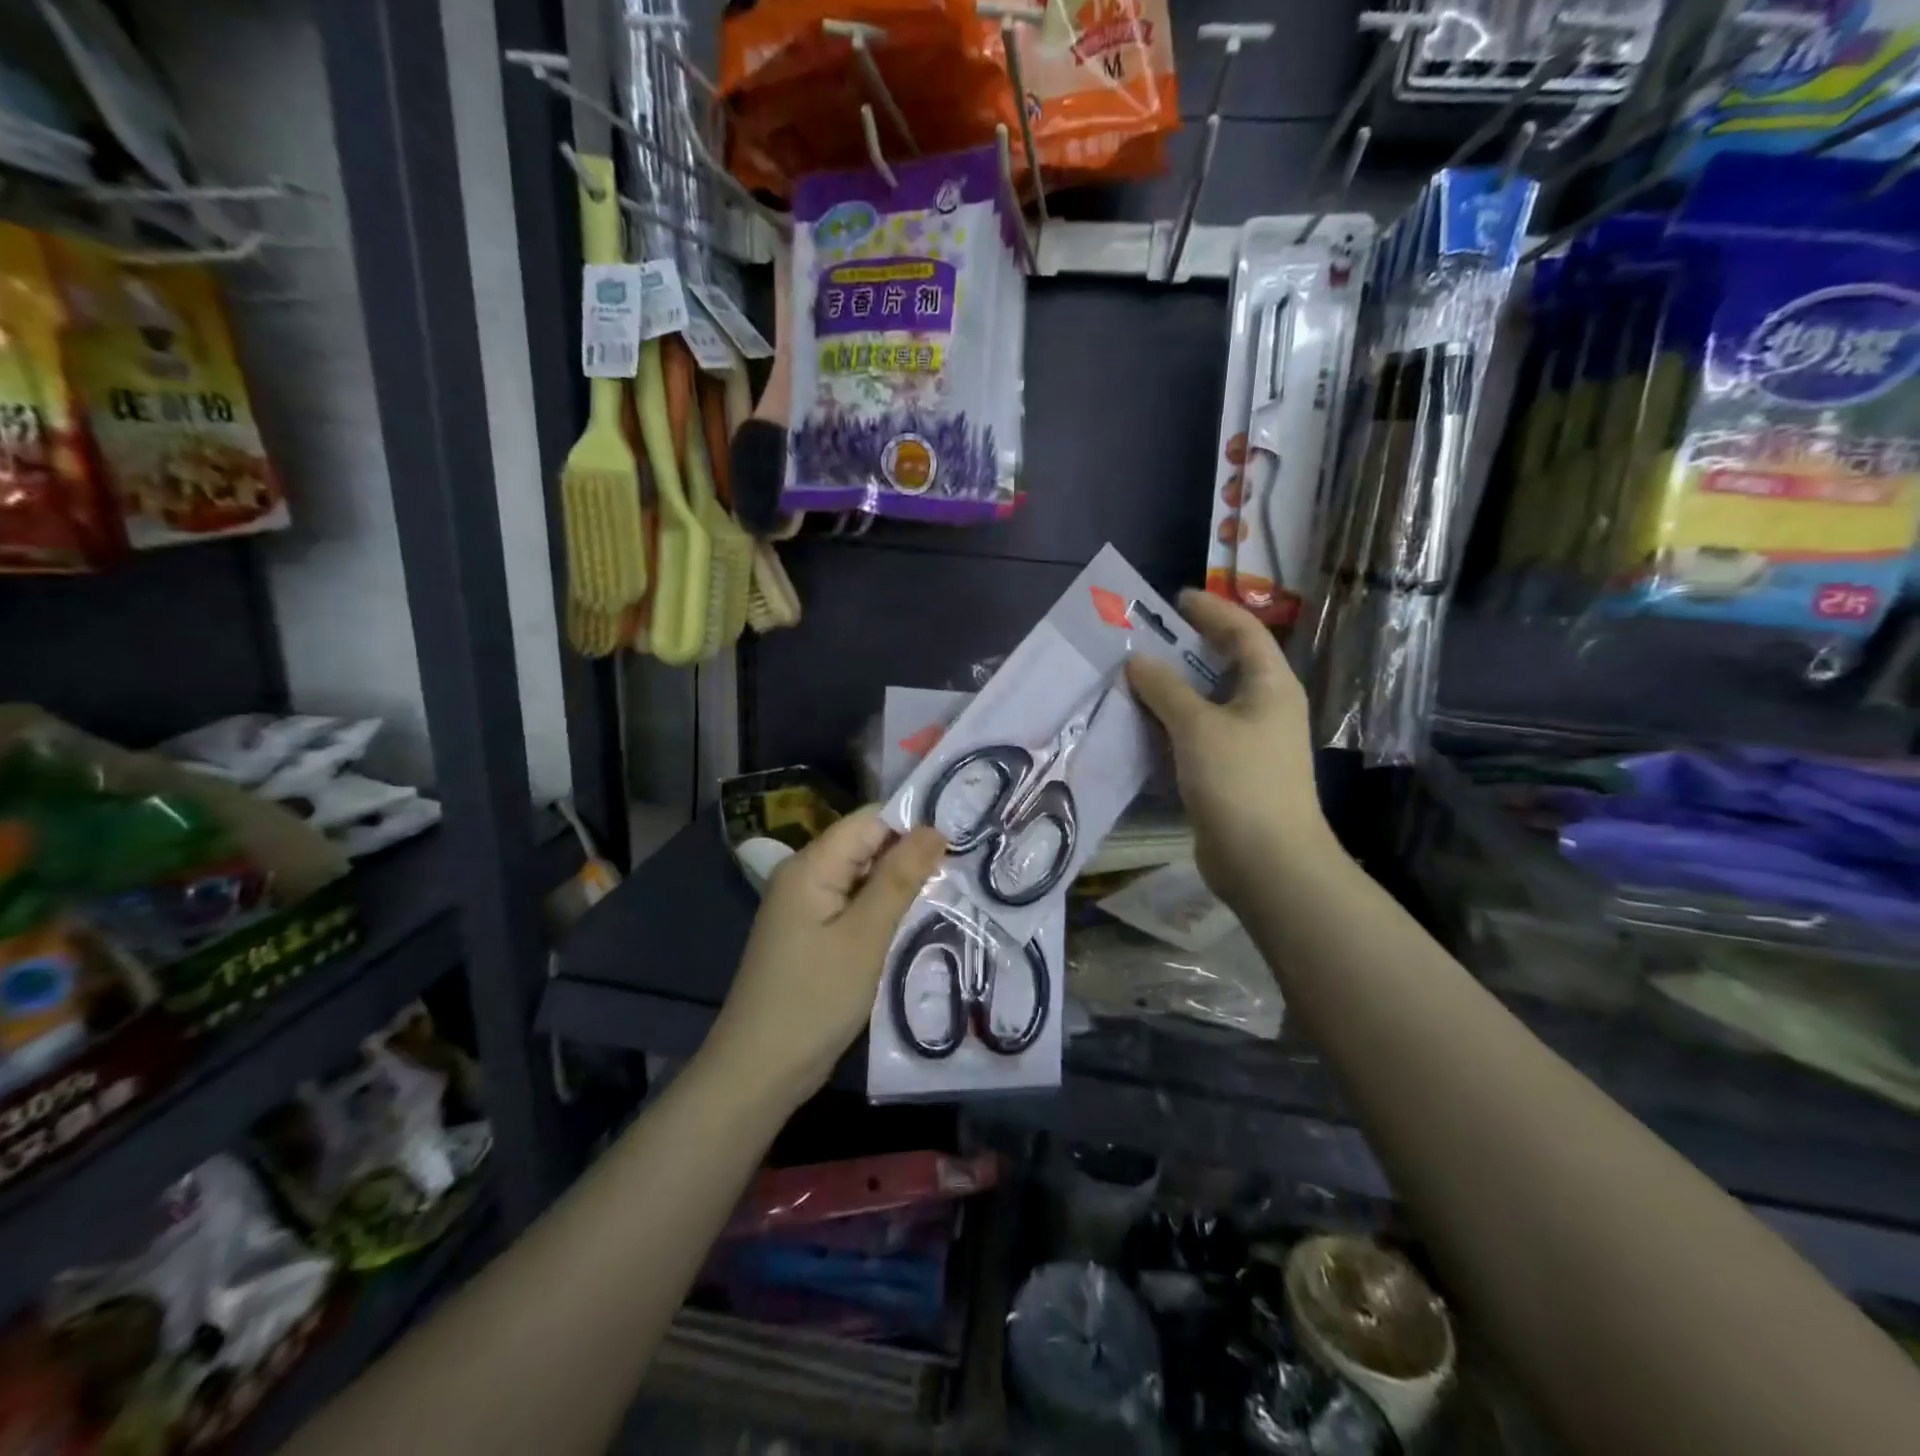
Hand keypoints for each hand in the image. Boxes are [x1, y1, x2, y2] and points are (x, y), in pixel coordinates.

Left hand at [708, 808, 946, 1102]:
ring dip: (900, 882)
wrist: (759, 1071)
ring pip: (863, 875)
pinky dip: (882, 907)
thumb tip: (934, 828)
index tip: (960, 837)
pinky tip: (914, 918)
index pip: (869, 820)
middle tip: (963, 867)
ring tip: (950, 888)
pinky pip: (854, 903)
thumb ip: (899, 878)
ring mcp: (806, 906)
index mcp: (811, 865)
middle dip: (910, 853)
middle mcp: (805, 875)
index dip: (913, 823)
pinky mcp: (812, 933)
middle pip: (866, 844)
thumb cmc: (814, 999)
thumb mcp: (864, 936)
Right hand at [1126, 590, 1333, 906]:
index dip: (1211, 611)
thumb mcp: (1198, 726)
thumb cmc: (1239, 781)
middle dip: (1185, 650)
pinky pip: (1197, 736)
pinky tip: (1140, 726)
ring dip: (1172, 691)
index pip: (1243, 632)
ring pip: (1207, 703)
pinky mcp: (1231, 773)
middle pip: (1224, 666)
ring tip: (1132, 678)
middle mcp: (1264, 708)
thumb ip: (1165, 689)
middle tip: (1144, 640)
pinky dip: (1171, 726)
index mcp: (1270, 685)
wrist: (1266, 862)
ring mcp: (1249, 743)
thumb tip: (1138, 660)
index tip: (1175, 599)